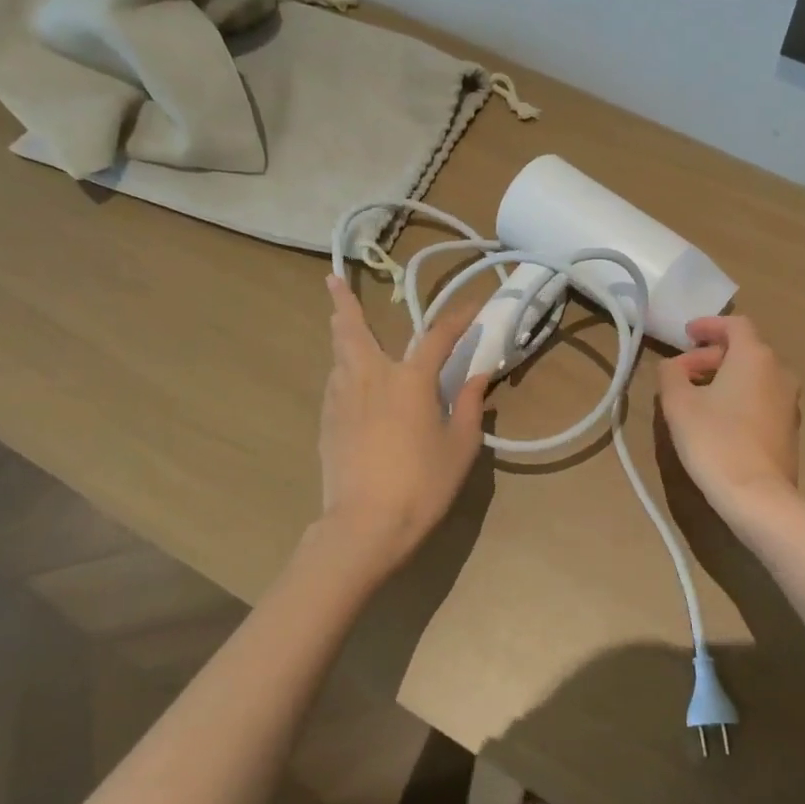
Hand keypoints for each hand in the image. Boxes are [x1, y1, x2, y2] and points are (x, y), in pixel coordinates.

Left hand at [317, 275, 488, 568]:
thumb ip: (468, 405)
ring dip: (341, 335)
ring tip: (339, 324)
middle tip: (331, 280)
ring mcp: (342, 399)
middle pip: (352, 330)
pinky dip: (342, 370)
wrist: (365, 524)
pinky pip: (334, 383)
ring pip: (338, 355)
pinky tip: (348, 380)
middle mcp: (371, 377)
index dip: (457, 319)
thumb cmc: (422, 484)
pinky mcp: (326, 422)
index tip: (472, 307)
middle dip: (343, 302)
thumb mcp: (460, 446)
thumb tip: (478, 375)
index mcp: (410, 380)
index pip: (437, 337)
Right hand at [656, 315, 800, 518]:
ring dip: (725, 377)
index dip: (709, 326)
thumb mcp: (678, 404)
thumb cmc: (714, 441)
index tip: (687, 335)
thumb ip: (671, 374)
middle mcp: (779, 372)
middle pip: (744, 350)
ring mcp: (789, 402)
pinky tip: (717, 419)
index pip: (735, 325)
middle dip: (711, 356)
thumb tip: (674, 366)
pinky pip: (761, 399)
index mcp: (755, 357)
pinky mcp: (790, 428)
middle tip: (682, 373)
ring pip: (754, 376)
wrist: (758, 496)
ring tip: (696, 396)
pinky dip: (739, 397)